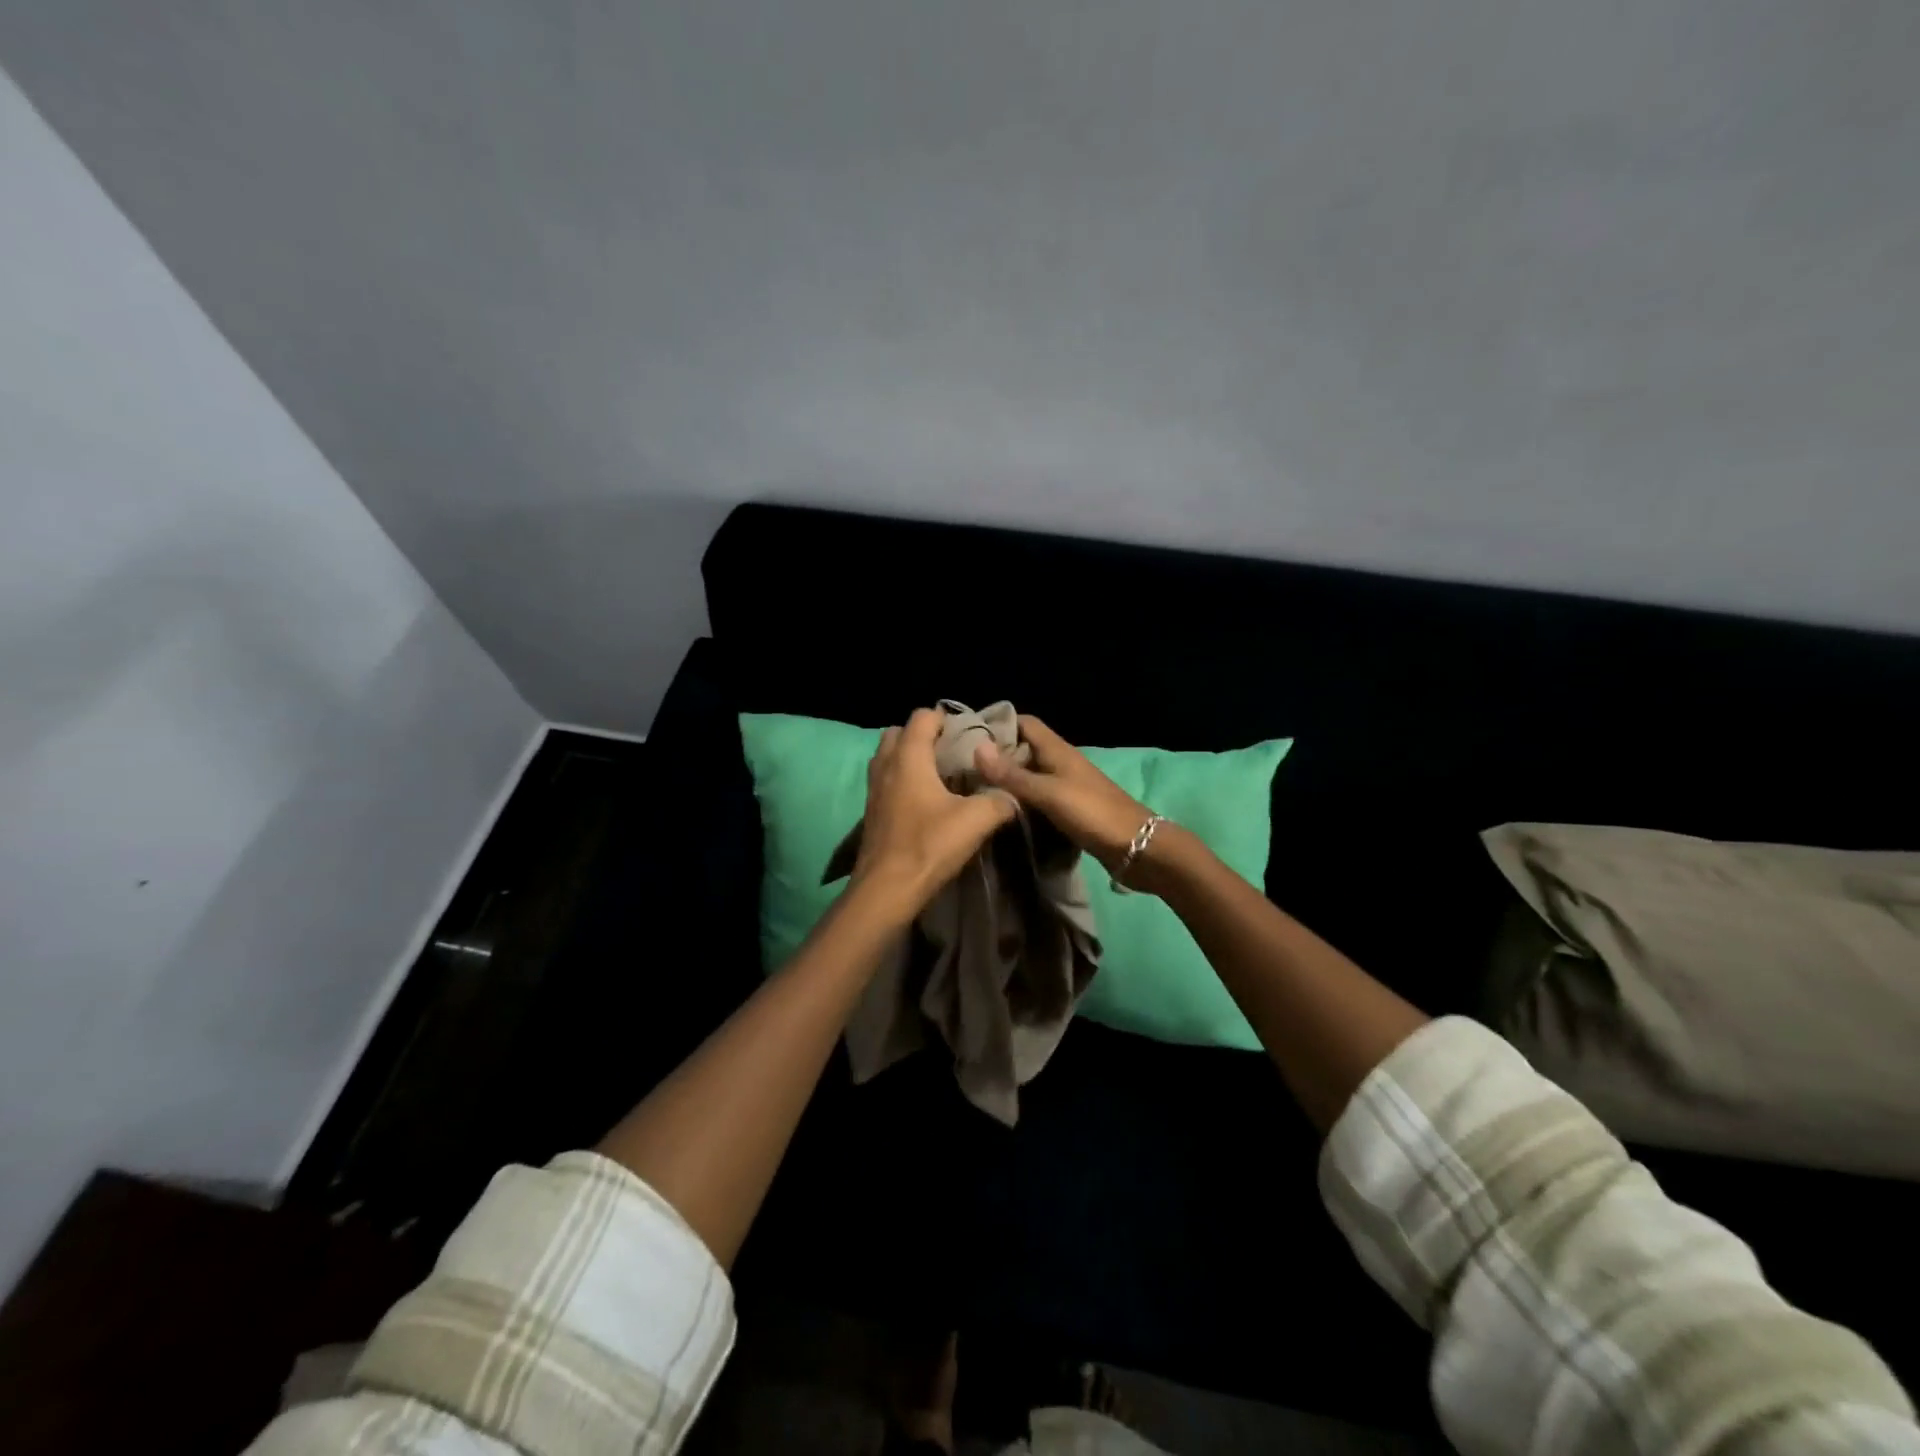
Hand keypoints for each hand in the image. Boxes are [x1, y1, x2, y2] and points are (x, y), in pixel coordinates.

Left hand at [853, 708, 1017, 915]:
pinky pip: (886, 782)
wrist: (886, 890)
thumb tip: (1013, 796)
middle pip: (899, 733)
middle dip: (924, 737)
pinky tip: (925, 803)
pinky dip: (902, 782)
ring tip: (939, 777)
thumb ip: (999, 801)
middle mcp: (886, 765)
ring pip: (889, 758)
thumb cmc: (928, 845)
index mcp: (908, 757)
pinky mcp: (871, 812)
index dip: (946, 719)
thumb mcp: (975, 821)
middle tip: (952, 754)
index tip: (968, 734)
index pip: (922, 717)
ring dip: (910, 759)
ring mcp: (874, 789)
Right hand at [973, 715, 1151, 873]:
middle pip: (1024, 749)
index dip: (999, 724)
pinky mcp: (1070, 808)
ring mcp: (1066, 786)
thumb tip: (977, 748)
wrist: (1136, 846)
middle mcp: (1061, 762)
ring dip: (1008, 780)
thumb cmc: (1092, 812)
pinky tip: (1003, 812)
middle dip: (997, 755)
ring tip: (975, 791)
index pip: (1025, 723)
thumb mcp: (1048, 793)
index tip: (968, 736)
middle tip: (962, 769)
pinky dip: (1022, 800)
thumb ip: (1013, 774)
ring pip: (1031, 774)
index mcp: (1057, 750)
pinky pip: (1039, 797)